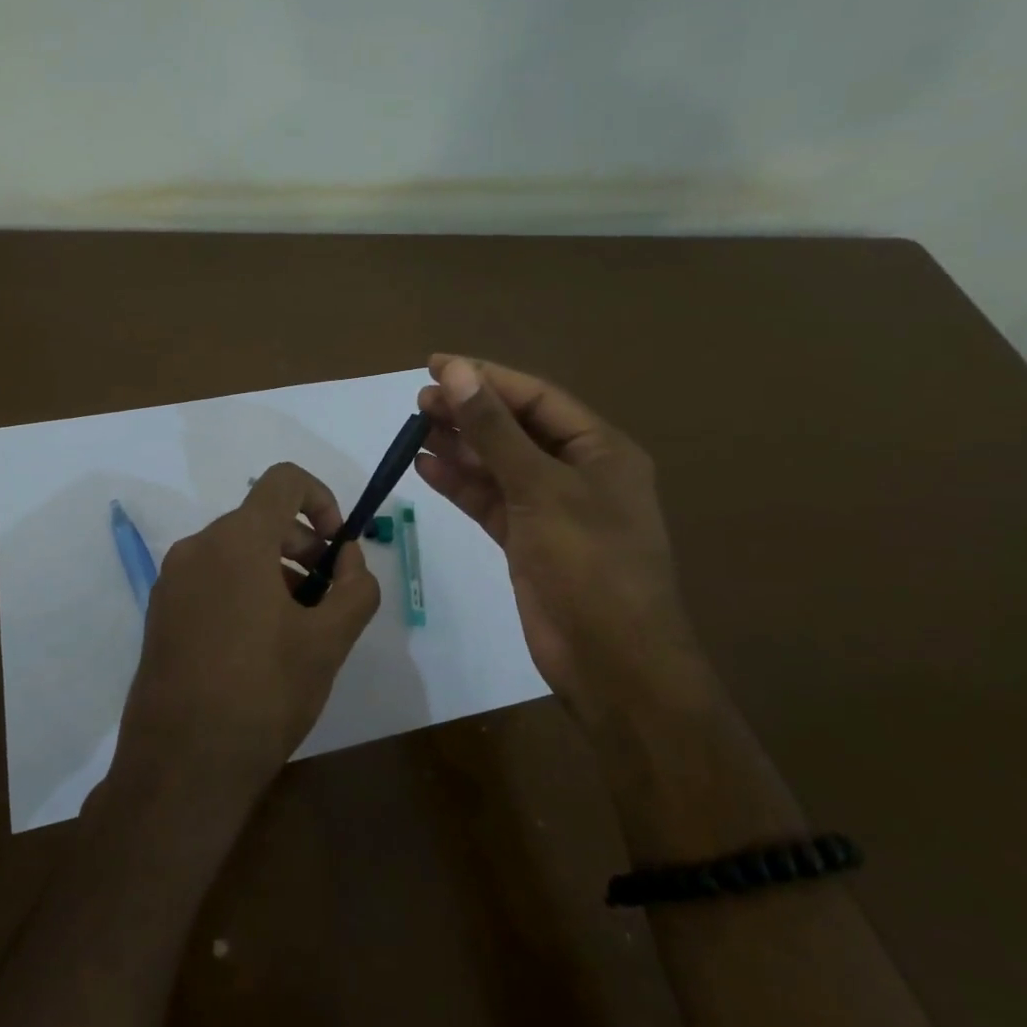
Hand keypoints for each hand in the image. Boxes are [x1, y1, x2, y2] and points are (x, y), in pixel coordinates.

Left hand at [110, 462, 380, 811]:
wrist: (181, 766)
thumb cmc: (264, 693)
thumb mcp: (330, 641)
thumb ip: (356, 587)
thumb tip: (348, 558)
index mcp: (237, 541)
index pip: (284, 480)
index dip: (322, 498)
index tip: (337, 545)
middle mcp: (197, 548)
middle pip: (260, 519)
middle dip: (303, 546)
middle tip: (328, 596)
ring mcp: (172, 581)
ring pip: (236, 552)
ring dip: (276, 572)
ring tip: (298, 627)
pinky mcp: (160, 613)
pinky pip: (212, 580)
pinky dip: (244, 591)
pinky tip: (260, 646)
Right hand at [415, 355, 705, 730]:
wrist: (612, 661)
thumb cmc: (588, 564)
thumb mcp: (540, 488)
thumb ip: (494, 431)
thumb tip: (456, 372)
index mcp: (600, 450)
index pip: (536, 398)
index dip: (487, 377)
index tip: (436, 365)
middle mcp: (578, 472)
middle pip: (516, 429)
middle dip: (469, 412)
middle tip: (419, 400)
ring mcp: (552, 509)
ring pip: (499, 466)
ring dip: (460, 447)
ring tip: (415, 428)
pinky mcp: (529, 542)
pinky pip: (491, 501)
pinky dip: (461, 485)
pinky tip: (426, 467)